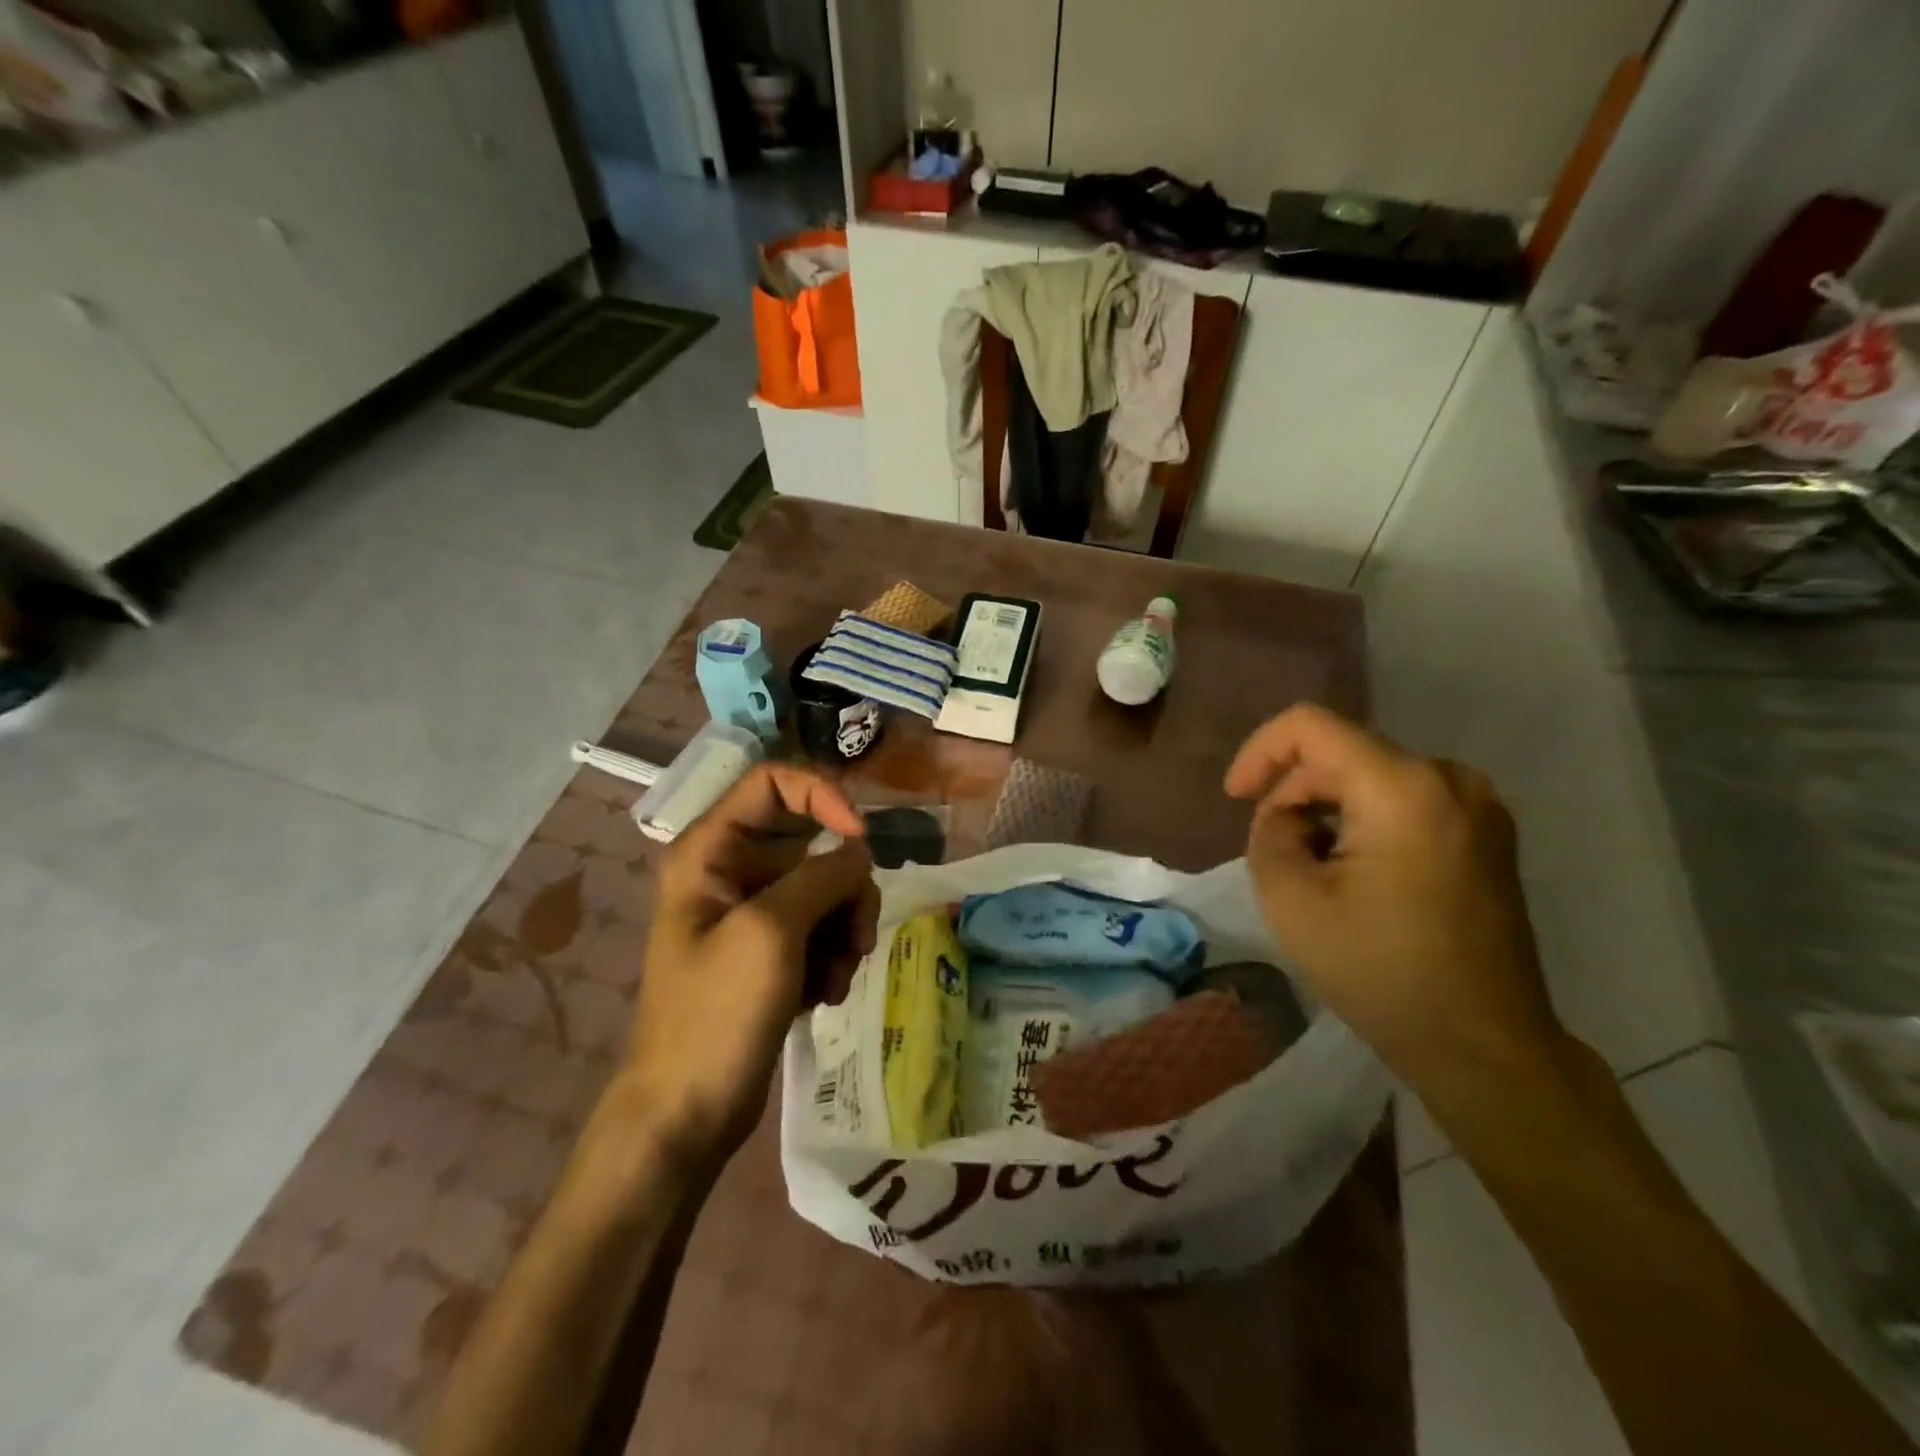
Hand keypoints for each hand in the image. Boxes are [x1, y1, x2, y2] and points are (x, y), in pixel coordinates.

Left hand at [625, 763, 879, 1164]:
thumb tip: (859, 851)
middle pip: (813, 841)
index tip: (858, 838)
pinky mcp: (771, 948)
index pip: (774, 781)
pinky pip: (821, 926)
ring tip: (837, 977)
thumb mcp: (772, 932)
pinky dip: (833, 954)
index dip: (822, 796)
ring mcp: (753, 911)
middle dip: (845, 887)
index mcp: (711, 849)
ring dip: (845, 928)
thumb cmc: (716, 1013)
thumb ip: (822, 876)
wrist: (687, 1111)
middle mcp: (732, 870)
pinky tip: (825, 994)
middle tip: (857, 936)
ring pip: (826, 887)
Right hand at [1224, 704, 1562, 1089]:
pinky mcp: (1487, 834)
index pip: (1310, 726)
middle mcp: (1450, 779)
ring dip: (1326, 808)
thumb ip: (1268, 832)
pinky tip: (1352, 871)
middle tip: (1272, 847)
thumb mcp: (1290, 899)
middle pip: (1342, 753)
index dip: (1259, 752)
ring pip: (1372, 776)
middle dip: (1293, 790)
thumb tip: (1288, 816)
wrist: (1482, 1044)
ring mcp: (1479, 805)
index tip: (1235, 798)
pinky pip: (1407, 799)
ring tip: (1309, 865)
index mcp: (1402, 787)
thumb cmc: (1379, 970)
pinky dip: (1365, 819)